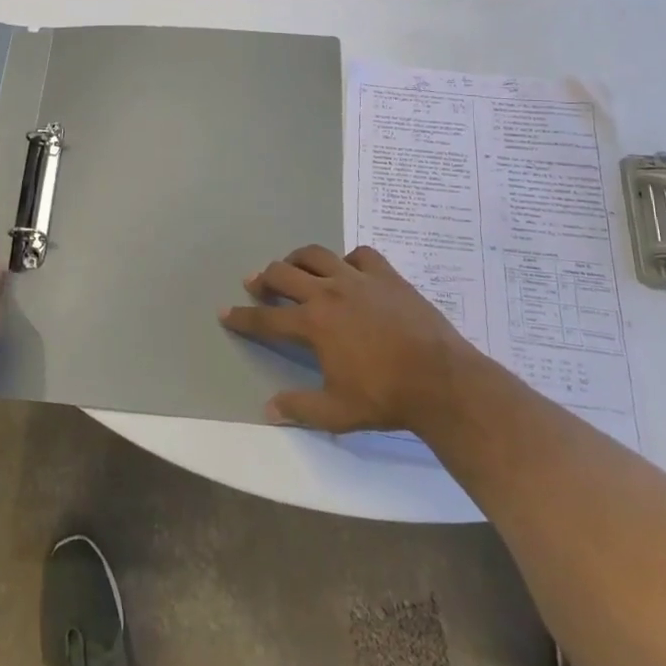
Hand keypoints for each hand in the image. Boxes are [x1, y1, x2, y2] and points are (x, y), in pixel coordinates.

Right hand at [221, 244, 477, 433]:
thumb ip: (300, 407)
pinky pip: (360, 255)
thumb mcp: (337, 411)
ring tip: (293, 267)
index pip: (267, 318)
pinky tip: (348, 270)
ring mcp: (358, 278)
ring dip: (297, 258)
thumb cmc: (385, 397)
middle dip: (264, 278)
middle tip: (256, 284)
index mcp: (313, 323)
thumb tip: (268, 408)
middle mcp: (329, 292)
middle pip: (284, 273)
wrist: (440, 379)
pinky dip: (348, 260)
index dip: (243, 317)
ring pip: (316, 254)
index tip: (225, 312)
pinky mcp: (386, 275)